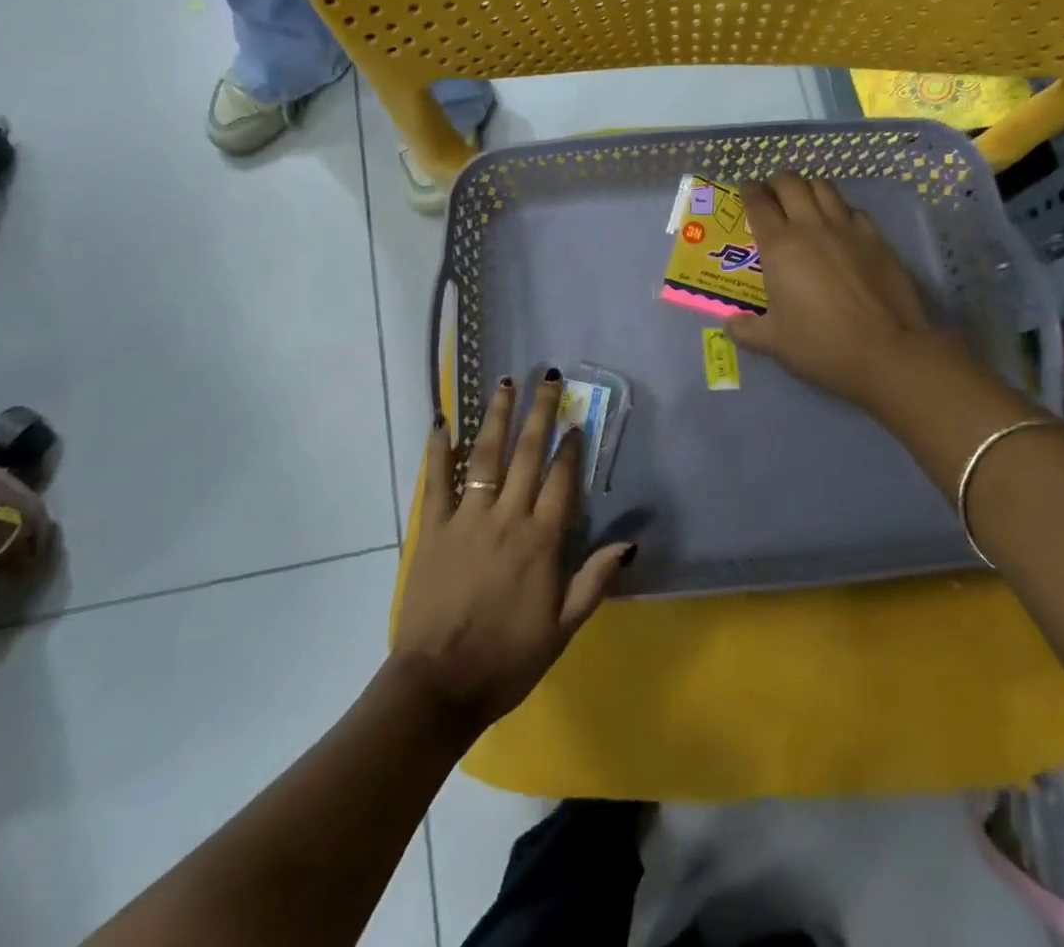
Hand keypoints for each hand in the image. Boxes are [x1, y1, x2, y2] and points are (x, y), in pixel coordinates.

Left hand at [391, 372, 633, 737]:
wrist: (439, 685)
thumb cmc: (507, 660)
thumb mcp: (563, 629)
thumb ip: (594, 581)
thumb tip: (630, 542)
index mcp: (540, 541)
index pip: (560, 481)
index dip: (569, 448)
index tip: (575, 420)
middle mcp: (506, 518)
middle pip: (526, 455)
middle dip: (540, 413)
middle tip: (548, 378)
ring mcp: (466, 518)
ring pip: (485, 456)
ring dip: (497, 416)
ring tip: (505, 383)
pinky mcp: (433, 528)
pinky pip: (436, 480)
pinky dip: (439, 449)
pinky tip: (442, 422)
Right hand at [727, 173, 940, 407]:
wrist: (887, 351)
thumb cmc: (821, 344)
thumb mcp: (773, 343)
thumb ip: (746, 330)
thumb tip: (730, 325)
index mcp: (779, 246)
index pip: (758, 202)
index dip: (749, 191)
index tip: (746, 191)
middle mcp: (811, 227)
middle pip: (791, 183)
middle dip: (777, 183)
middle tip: (773, 198)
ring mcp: (848, 229)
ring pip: (824, 187)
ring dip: (808, 189)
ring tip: (804, 204)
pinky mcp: (877, 239)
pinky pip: (853, 210)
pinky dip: (840, 210)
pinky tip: (839, 228)